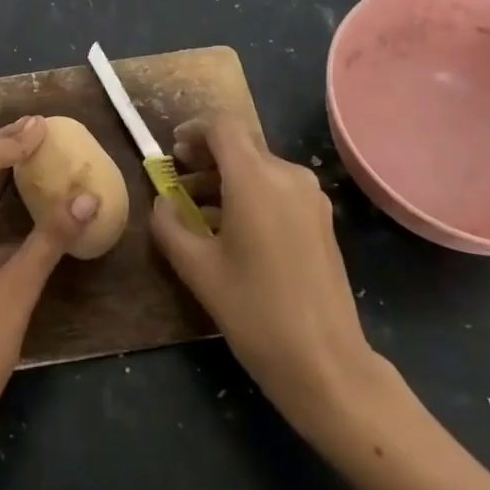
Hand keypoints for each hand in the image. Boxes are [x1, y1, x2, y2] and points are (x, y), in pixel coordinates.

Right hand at [150, 112, 393, 443]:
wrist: (326, 363)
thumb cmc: (255, 311)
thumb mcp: (197, 269)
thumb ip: (169, 226)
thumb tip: (162, 203)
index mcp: (255, 178)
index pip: (222, 126)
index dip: (193, 130)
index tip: (173, 152)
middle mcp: (288, 175)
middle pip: (241, 144)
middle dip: (207, 155)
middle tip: (179, 177)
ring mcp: (310, 197)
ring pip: (260, 167)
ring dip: (227, 176)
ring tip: (198, 207)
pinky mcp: (321, 220)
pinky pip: (278, 188)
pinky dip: (250, 193)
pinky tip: (232, 227)